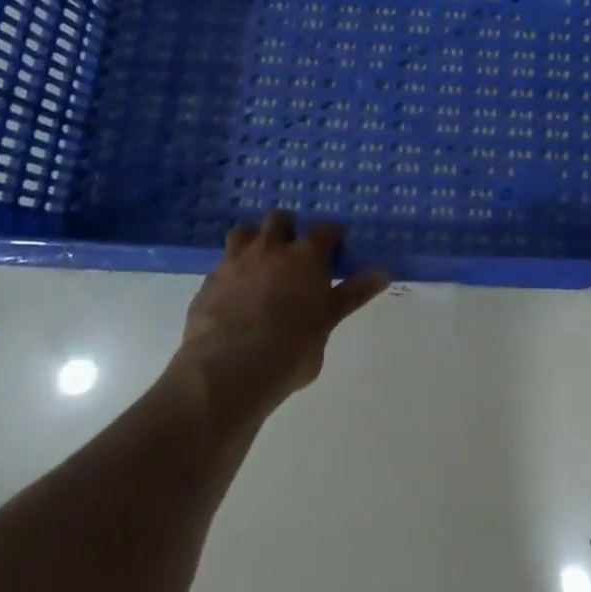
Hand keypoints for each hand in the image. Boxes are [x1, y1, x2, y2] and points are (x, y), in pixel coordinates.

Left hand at [171, 211, 389, 419]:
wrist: (226, 372)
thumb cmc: (290, 350)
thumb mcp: (327, 323)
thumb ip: (350, 296)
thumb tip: (383, 274)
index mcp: (306, 256)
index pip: (326, 230)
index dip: (331, 239)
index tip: (334, 253)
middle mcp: (271, 249)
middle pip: (280, 219)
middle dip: (288, 230)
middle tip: (294, 256)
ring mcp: (235, 262)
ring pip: (244, 232)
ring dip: (254, 241)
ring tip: (260, 266)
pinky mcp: (208, 283)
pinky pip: (222, 265)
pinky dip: (231, 273)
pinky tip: (234, 296)